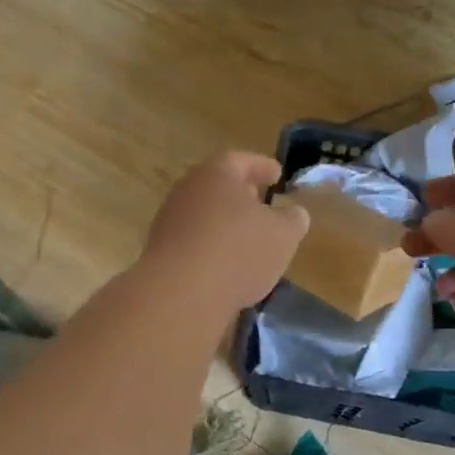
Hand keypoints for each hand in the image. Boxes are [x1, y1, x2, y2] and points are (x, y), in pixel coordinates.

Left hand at [142, 152, 309, 314]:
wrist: (180, 294)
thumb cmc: (238, 252)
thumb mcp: (283, 235)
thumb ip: (293, 220)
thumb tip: (294, 213)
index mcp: (217, 174)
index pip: (242, 160)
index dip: (262, 167)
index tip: (278, 175)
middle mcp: (188, 190)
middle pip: (218, 185)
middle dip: (242, 194)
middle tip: (262, 204)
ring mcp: (169, 220)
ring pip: (204, 214)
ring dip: (225, 223)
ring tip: (247, 239)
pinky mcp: (161, 252)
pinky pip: (194, 241)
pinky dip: (211, 246)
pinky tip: (226, 265)